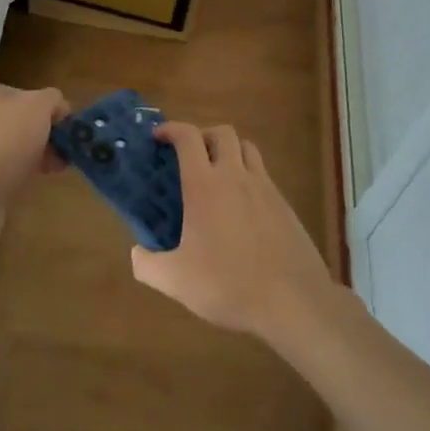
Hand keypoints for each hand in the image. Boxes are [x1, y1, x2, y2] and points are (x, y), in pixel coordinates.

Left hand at [0, 83, 69, 248]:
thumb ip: (52, 99)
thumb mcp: (40, 106)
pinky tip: (33, 180)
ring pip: (9, 145)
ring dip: (33, 155)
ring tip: (53, 168)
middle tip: (61, 151)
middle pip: (16, 120)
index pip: (22, 93)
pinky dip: (17, 171)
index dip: (47, 108)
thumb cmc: (7, 139)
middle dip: (42, 135)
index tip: (63, 127)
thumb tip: (58, 108)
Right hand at [130, 122, 334, 337]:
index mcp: (205, 185)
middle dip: (203, 135)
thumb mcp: (176, 281)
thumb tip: (136, 253)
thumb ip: (147, 265)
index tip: (158, 136)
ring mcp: (264, 187)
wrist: (293, 301)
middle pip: (222, 133)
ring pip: (247, 148)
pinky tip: (242, 206)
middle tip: (190, 156)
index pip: (188, 137)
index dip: (171, 129)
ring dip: (229, 150)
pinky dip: (249, 176)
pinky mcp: (284, 204)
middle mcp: (235, 176)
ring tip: (217, 174)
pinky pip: (263, 174)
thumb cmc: (228, 284)